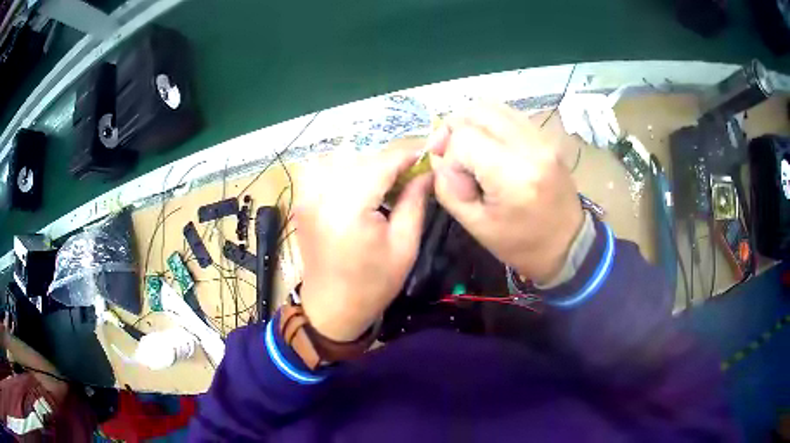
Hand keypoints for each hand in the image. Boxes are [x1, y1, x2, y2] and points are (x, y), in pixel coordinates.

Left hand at [295, 145, 432, 341]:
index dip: (407, 156)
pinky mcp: (302, 201)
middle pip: (362, 159)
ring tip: (385, 187)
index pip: (382, 163)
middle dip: (389, 163)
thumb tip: (427, 172)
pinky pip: (327, 172)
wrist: (331, 308)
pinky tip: (360, 192)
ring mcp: (307, 196)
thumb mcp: (404, 246)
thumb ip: (415, 201)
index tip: (427, 157)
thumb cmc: (372, 284)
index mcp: (349, 206)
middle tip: (410, 178)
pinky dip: (348, 174)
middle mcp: (322, 193)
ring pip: (344, 161)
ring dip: (368, 167)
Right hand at [430, 105, 583, 283]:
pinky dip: (489, 124)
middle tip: (448, 153)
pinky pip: (509, 115)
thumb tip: (438, 159)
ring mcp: (542, 138)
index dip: (450, 159)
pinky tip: (487, 145)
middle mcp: (531, 146)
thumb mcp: (476, 226)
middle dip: (453, 130)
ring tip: (466, 148)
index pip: (464, 139)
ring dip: (471, 124)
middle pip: (476, 111)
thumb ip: (448, 189)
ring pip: (492, 107)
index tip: (458, 184)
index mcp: (515, 175)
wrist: (569, 244)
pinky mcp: (546, 136)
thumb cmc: (522, 244)